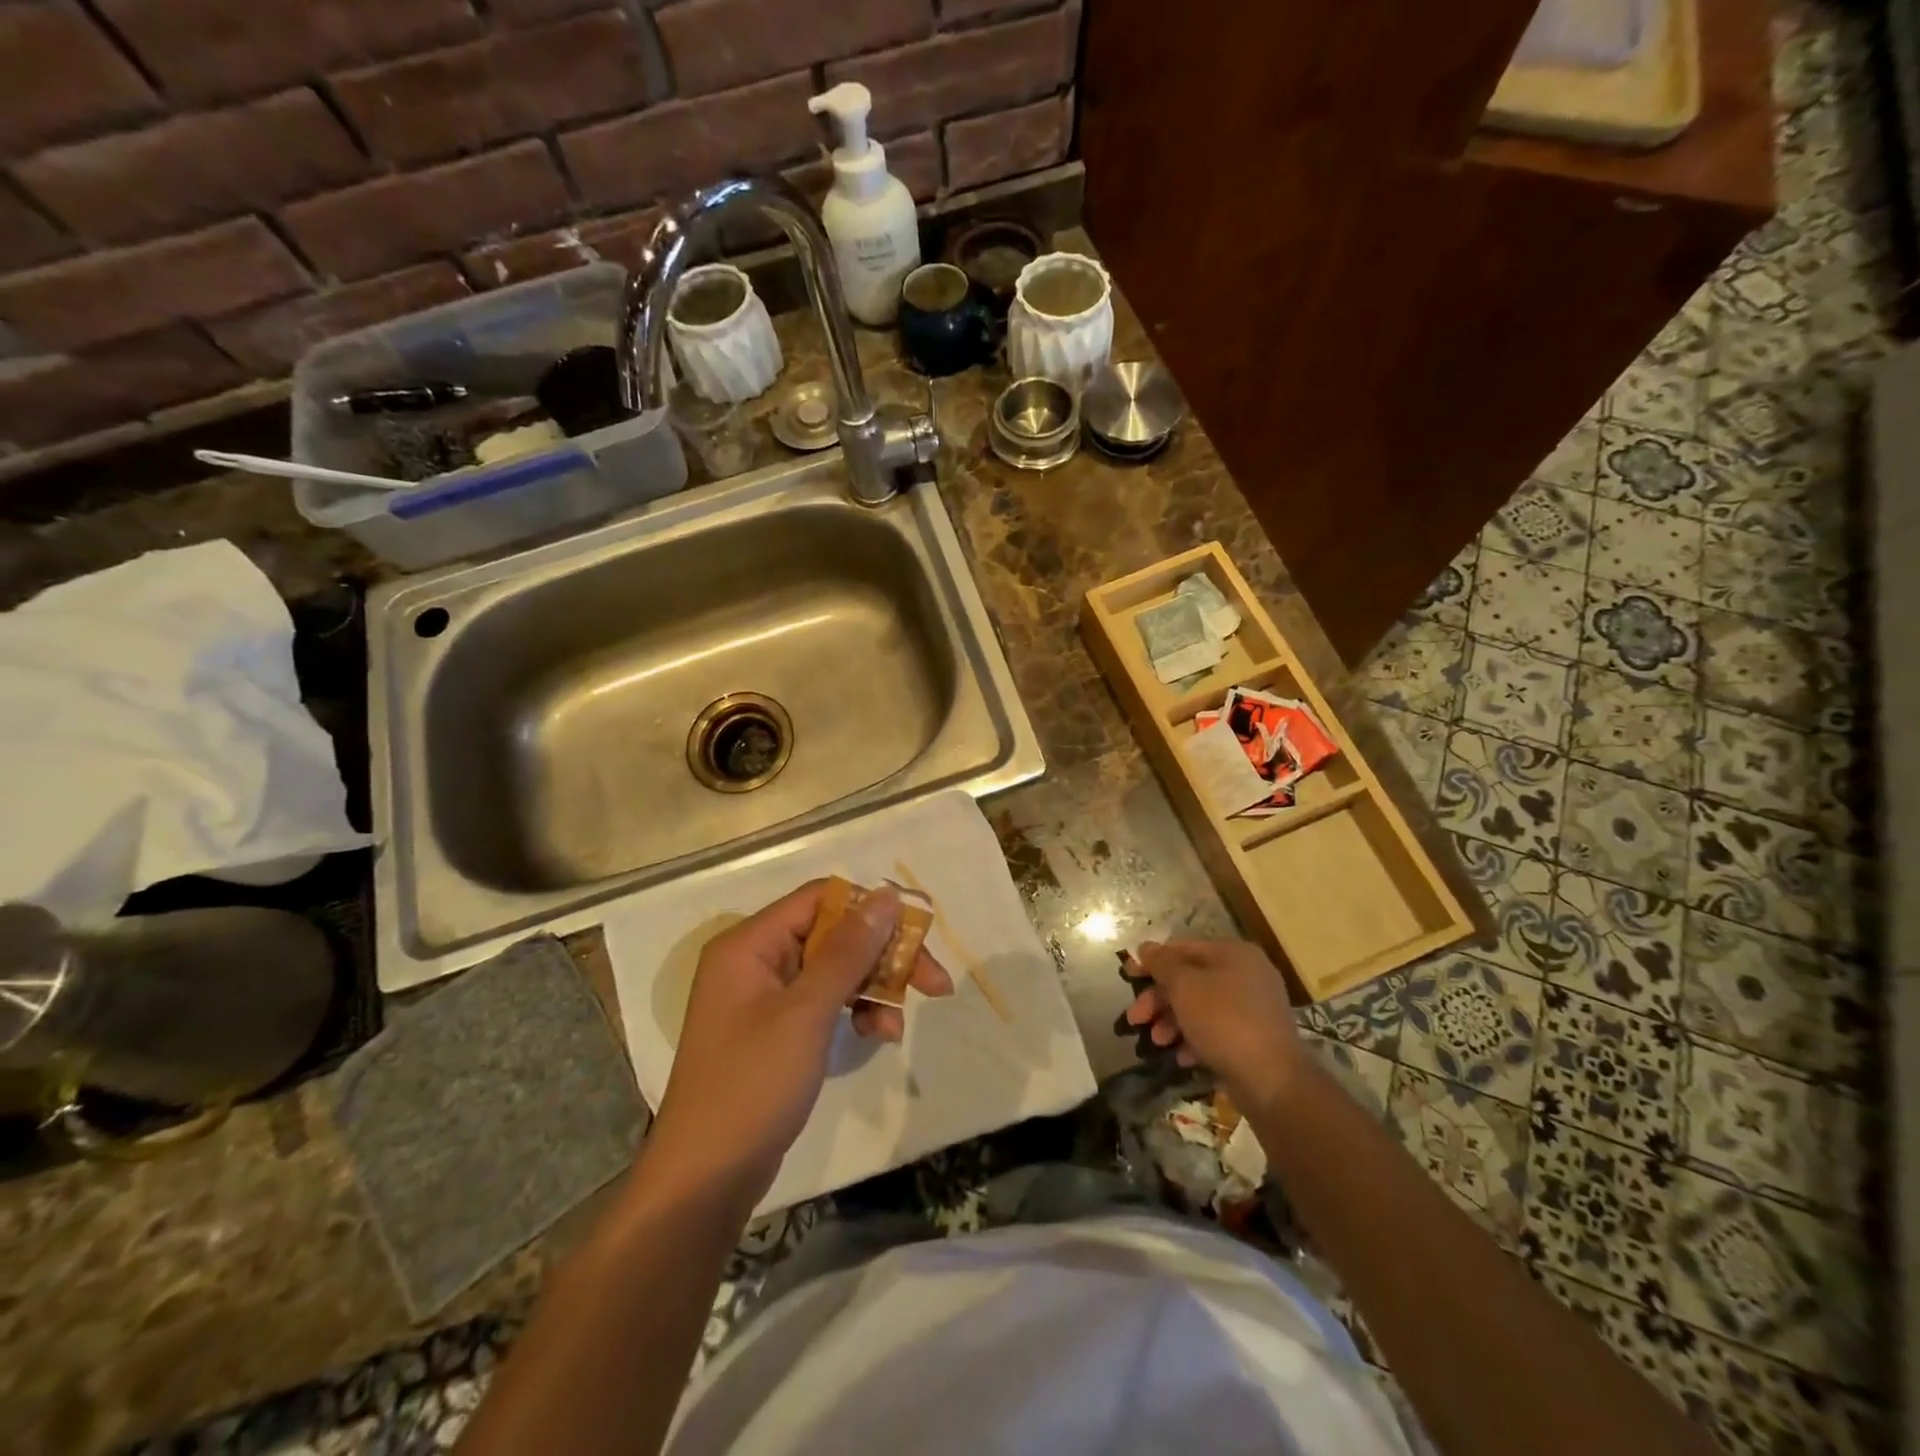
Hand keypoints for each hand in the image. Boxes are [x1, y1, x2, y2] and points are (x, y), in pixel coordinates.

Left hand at [646, 881, 952, 1203]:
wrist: (704, 1181)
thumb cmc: (752, 1085)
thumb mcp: (806, 1013)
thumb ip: (848, 951)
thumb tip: (886, 896)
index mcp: (750, 944)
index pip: (820, 899)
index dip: (870, 910)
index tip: (916, 935)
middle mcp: (756, 960)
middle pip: (832, 935)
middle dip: (882, 957)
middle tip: (934, 982)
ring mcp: (765, 997)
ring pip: (834, 970)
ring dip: (873, 990)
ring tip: (896, 1028)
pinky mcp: (776, 1030)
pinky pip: (824, 1002)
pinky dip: (855, 1014)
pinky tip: (878, 1037)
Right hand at [1124, 939, 1303, 1108]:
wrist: (1273, 1080)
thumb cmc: (1224, 1021)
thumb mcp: (1184, 986)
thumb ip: (1162, 963)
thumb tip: (1146, 947)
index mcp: (1233, 953)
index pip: (1183, 948)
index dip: (1152, 961)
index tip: (1127, 976)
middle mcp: (1247, 974)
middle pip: (1190, 979)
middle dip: (1159, 999)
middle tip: (1135, 1019)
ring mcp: (1253, 1008)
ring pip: (1201, 1006)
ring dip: (1172, 1021)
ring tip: (1157, 1041)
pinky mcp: (1255, 1038)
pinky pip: (1216, 1030)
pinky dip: (1195, 1039)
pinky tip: (1182, 1057)